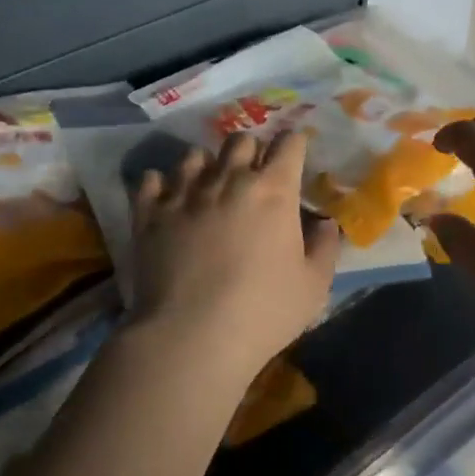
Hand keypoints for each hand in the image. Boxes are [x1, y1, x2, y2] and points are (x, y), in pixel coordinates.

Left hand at [130, 131, 342, 376]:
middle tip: (252, 174)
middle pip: (241, 140)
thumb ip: (324, 248)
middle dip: (251, 150)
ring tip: (207, 185)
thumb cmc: (263, 312)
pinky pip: (152, 179)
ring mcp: (184, 192)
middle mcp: (228, 179)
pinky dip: (161, 184)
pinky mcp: (149, 212)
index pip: (289, 145)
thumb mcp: (313, 287)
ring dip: (207, 165)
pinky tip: (167, 198)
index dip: (294, 144)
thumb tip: (325, 223)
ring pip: (195, 155)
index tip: (295, 153)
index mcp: (273, 191)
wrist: (191, 335)